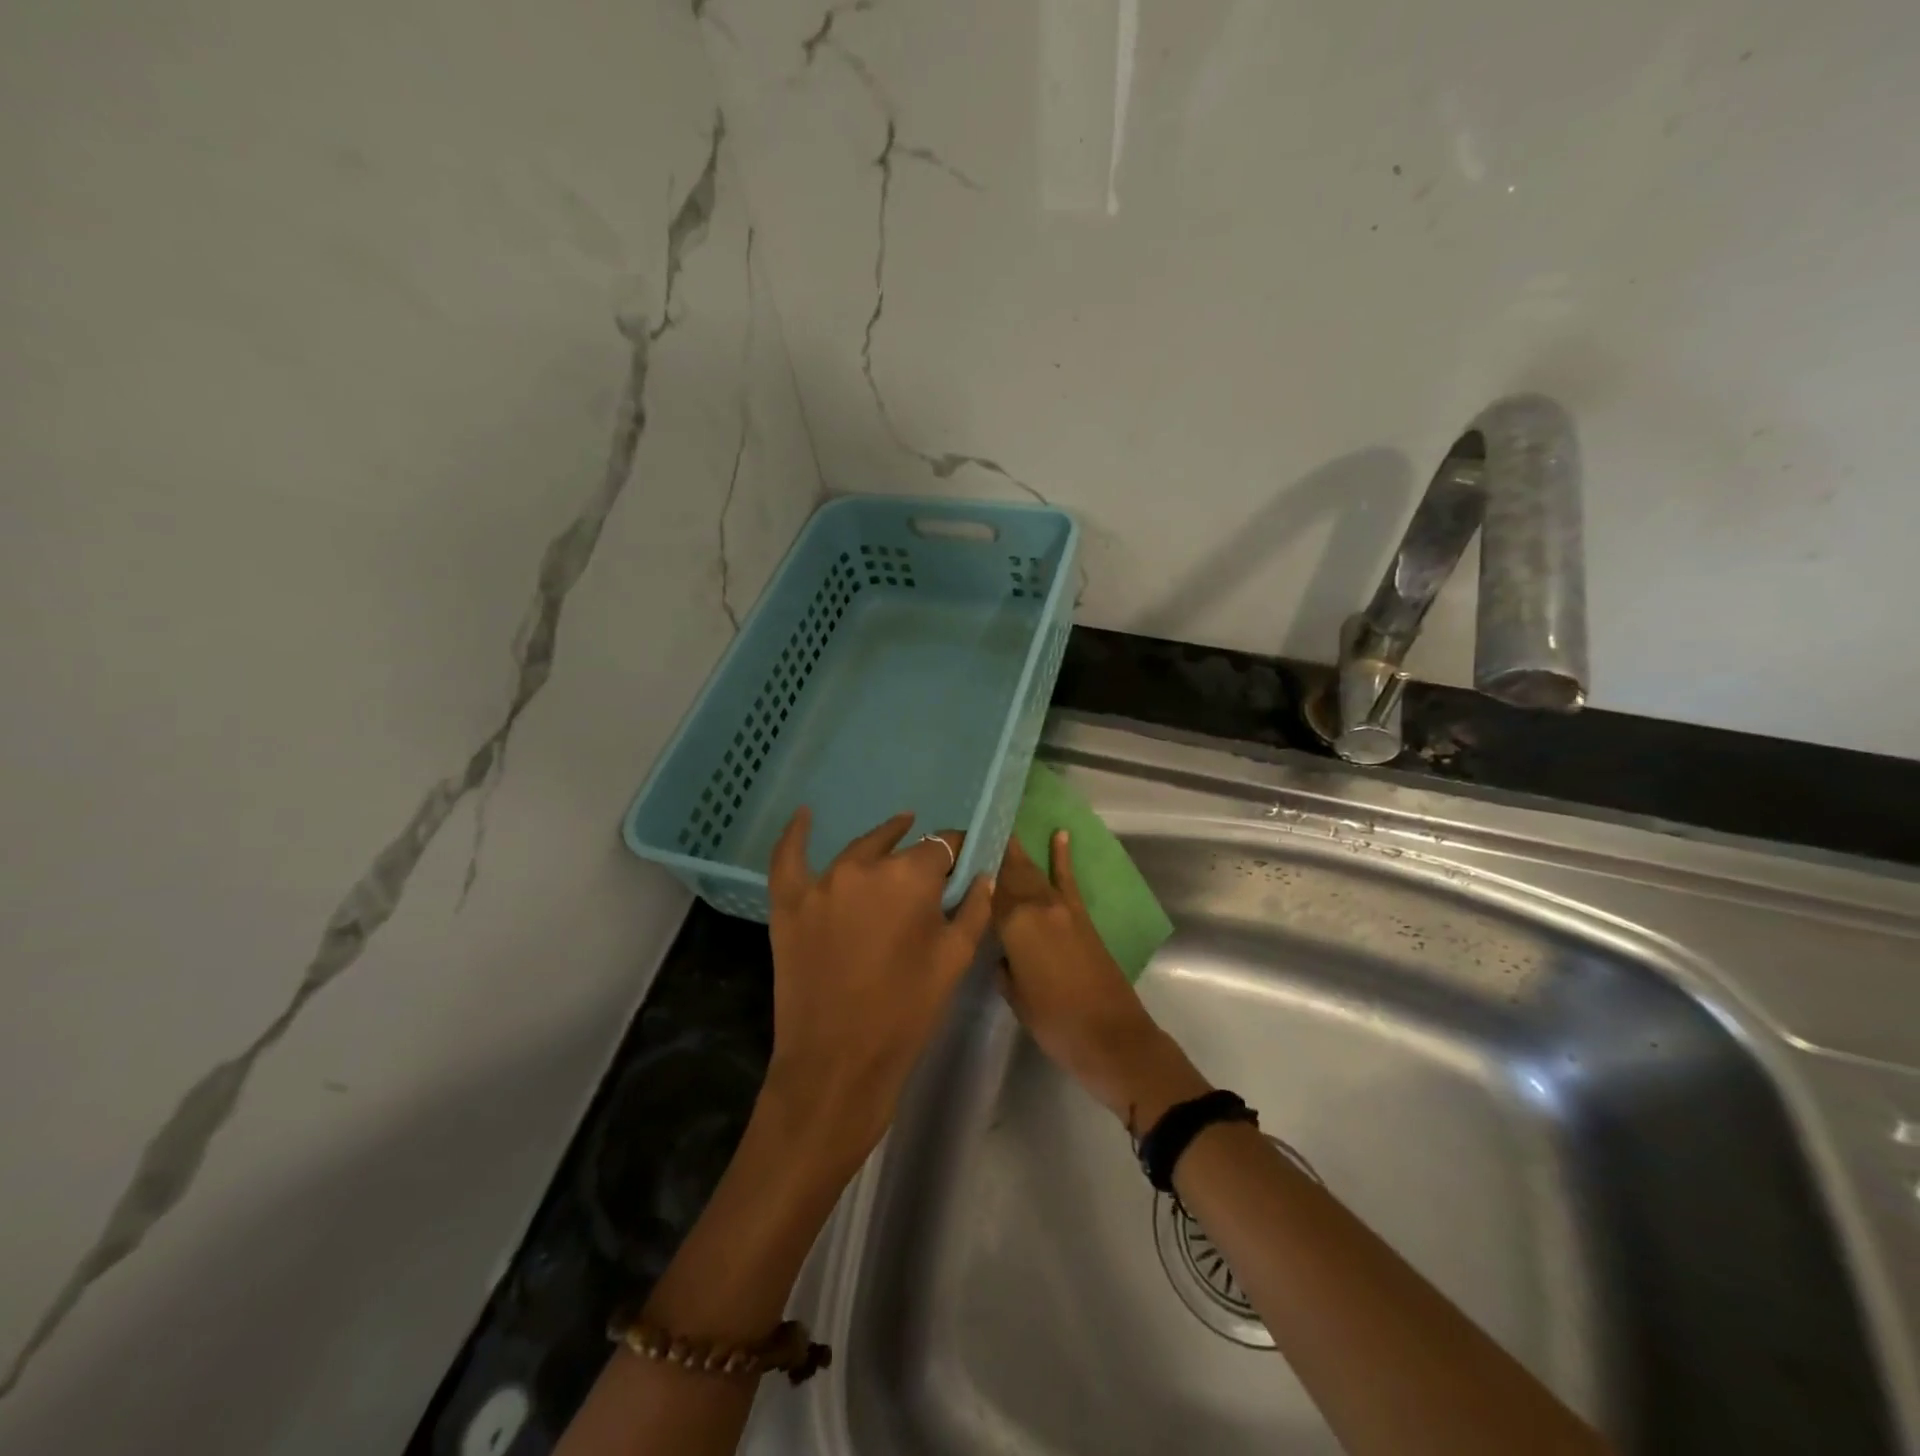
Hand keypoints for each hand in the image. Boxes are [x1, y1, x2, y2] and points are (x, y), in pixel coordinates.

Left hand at [762, 808, 994, 1174]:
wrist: (838, 1063)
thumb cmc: (906, 1012)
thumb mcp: (955, 960)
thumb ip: (974, 910)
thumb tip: (982, 876)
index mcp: (909, 877)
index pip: (943, 847)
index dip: (958, 854)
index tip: (965, 863)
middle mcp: (863, 867)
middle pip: (899, 847)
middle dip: (920, 858)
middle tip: (931, 877)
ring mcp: (820, 883)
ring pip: (857, 852)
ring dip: (879, 849)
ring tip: (893, 846)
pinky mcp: (789, 904)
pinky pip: (788, 859)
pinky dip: (796, 835)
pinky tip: (805, 815)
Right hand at [993, 832, 1208, 1133]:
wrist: (1110, 1035)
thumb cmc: (1054, 1021)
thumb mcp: (1014, 995)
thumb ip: (1002, 963)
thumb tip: (1000, 949)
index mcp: (1014, 924)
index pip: (986, 890)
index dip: (970, 871)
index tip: (954, 851)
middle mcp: (1036, 905)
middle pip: (1009, 873)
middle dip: (991, 851)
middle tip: (972, 831)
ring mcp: (1061, 907)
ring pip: (1033, 872)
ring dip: (1017, 851)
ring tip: (1000, 828)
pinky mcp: (1081, 915)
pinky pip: (1068, 879)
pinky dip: (1063, 856)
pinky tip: (1060, 834)